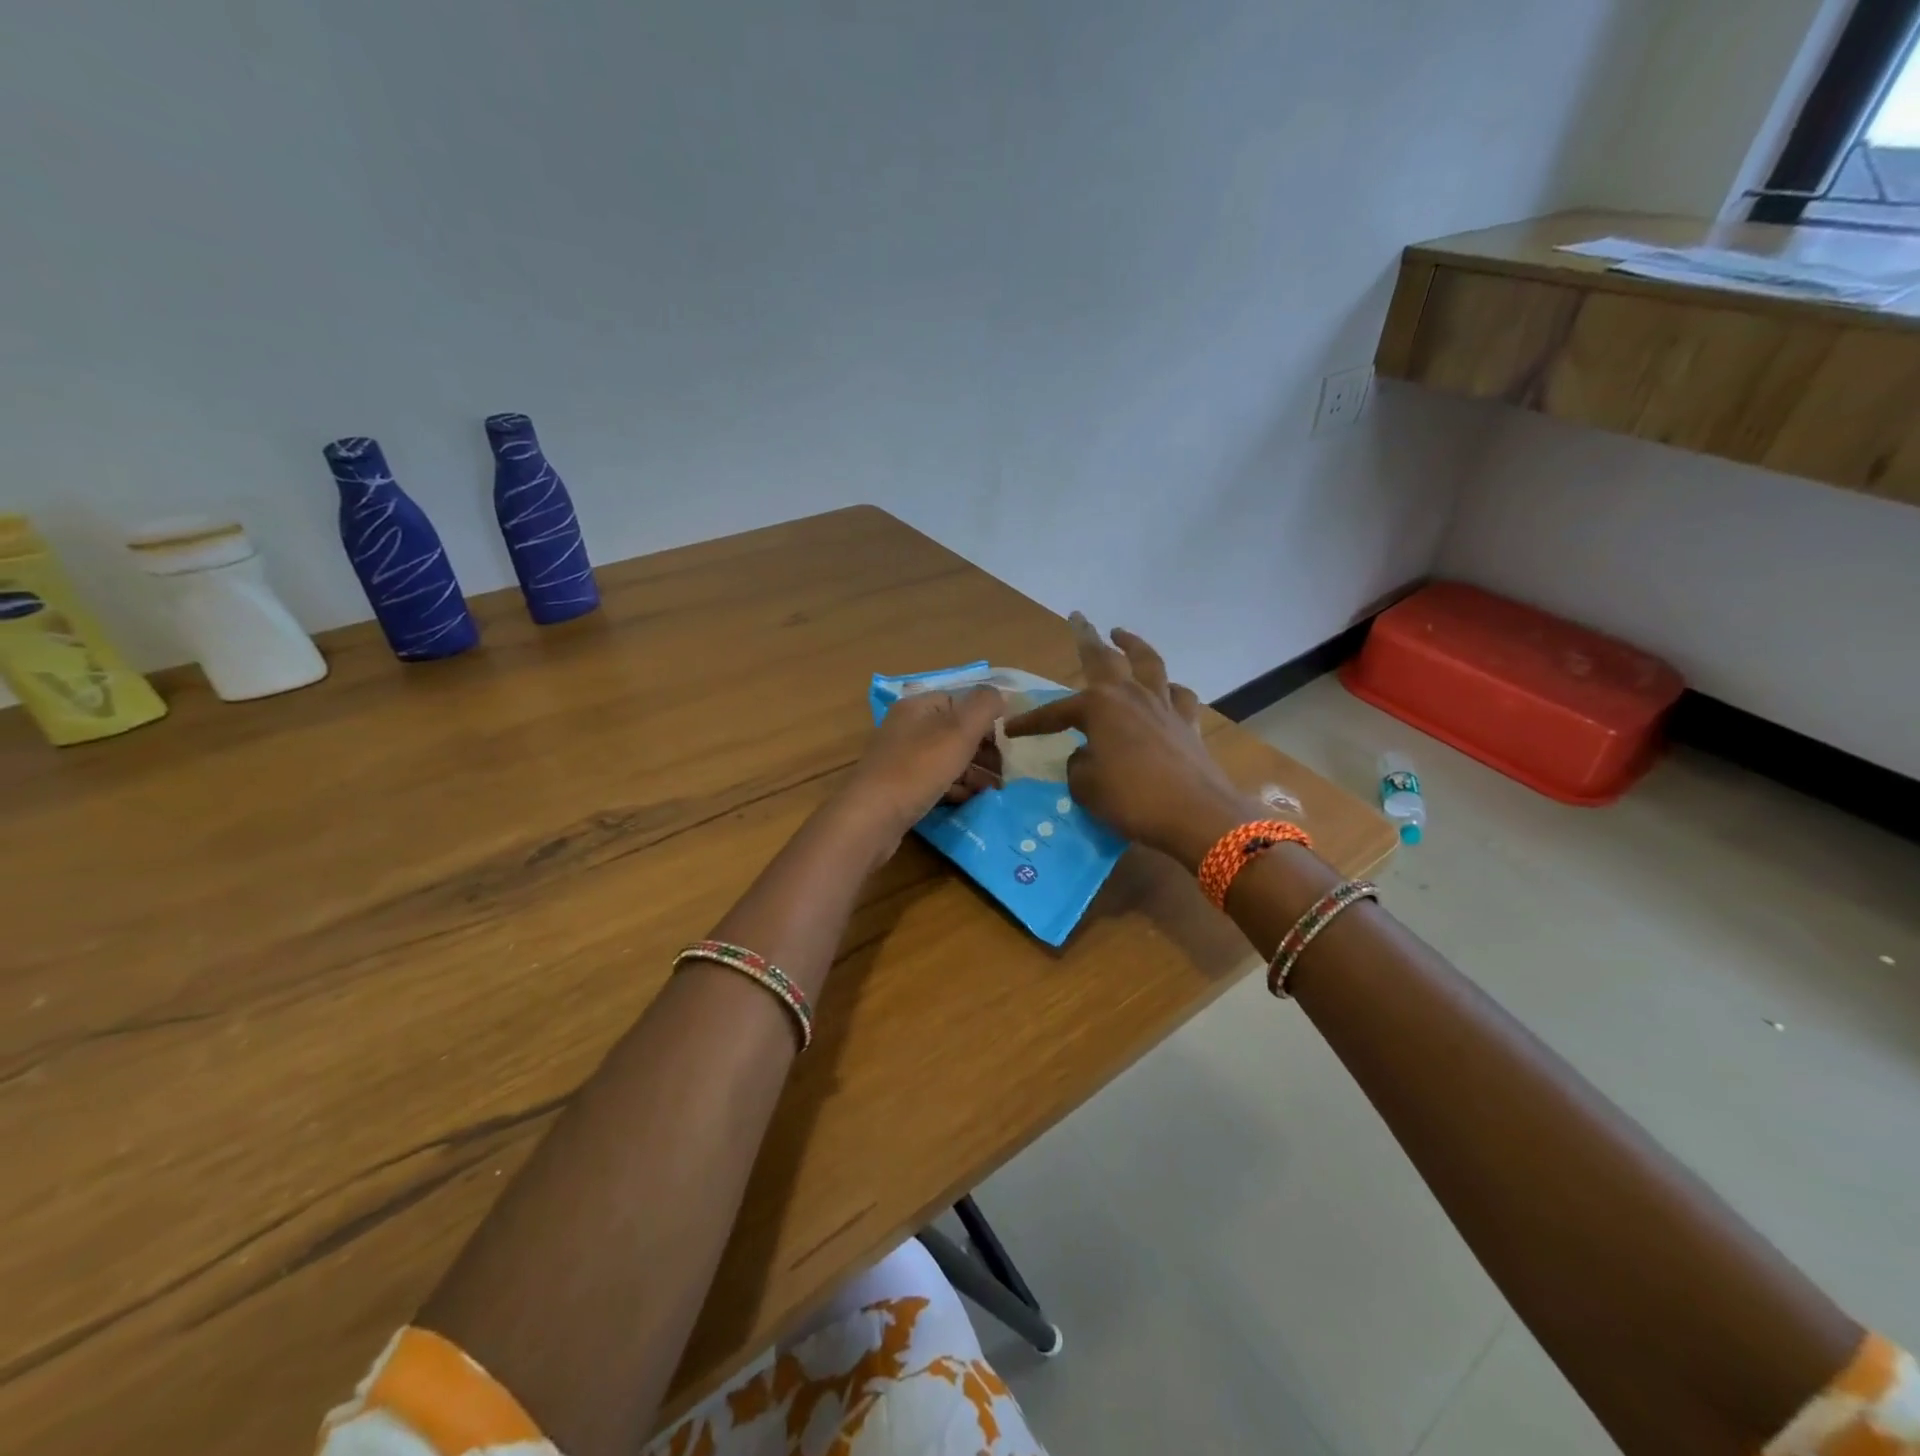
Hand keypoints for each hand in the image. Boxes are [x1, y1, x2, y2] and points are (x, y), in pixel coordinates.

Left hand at [838, 685, 1005, 853]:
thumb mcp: (959, 730)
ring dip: (973, 772)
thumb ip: (984, 706)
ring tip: (993, 790)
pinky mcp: (899, 787)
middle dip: (983, 751)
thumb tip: (1001, 694)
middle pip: (955, 732)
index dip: (986, 720)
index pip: (960, 702)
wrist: (872, 817)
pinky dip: (955, 788)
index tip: (1007, 743)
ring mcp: (900, 759)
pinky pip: (934, 781)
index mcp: (917, 706)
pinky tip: (969, 800)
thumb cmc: (919, 768)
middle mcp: (907, 727)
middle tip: (1004, 772)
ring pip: (947, 759)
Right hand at [1004, 615, 1262, 869]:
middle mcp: (1132, 696)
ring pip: (1148, 664)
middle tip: (1078, 617)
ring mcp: (1164, 707)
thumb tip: (1086, 755)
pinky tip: (1166, 690)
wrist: (1197, 815)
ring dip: (1133, 645)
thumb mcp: (1086, 787)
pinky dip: (1169, 688)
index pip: (1057, 710)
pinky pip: (1179, 696)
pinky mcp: (1189, 724)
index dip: (1032, 722)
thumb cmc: (1132, 799)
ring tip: (1121, 635)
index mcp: (1100, 707)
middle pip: (1107, 658)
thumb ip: (1078, 765)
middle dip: (1087, 637)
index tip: (1011, 730)